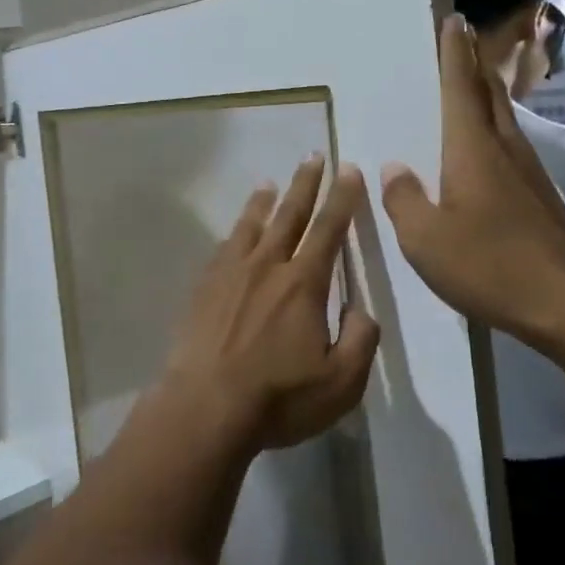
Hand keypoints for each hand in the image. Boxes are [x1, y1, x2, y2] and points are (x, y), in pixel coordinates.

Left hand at [163, 155, 381, 451]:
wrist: (204, 408)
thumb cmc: (278, 398)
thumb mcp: (341, 383)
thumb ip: (361, 340)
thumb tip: (362, 310)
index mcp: (304, 283)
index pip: (329, 229)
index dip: (342, 198)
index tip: (349, 169)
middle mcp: (267, 266)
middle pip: (290, 214)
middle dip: (305, 183)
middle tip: (314, 156)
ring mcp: (230, 274)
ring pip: (251, 225)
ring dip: (263, 201)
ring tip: (269, 183)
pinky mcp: (203, 288)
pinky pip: (222, 249)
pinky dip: (234, 233)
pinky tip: (233, 234)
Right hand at [378, 16, 564, 350]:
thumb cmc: (492, 266)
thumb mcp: (427, 240)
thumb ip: (404, 201)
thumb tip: (393, 170)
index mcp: (473, 149)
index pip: (460, 88)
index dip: (455, 54)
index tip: (453, 20)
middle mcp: (505, 149)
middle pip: (489, 93)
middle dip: (474, 64)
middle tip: (462, 40)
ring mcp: (530, 172)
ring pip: (505, 118)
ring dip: (487, 93)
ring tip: (469, 85)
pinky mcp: (542, 197)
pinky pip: (511, 145)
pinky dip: (495, 129)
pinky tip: (486, 149)